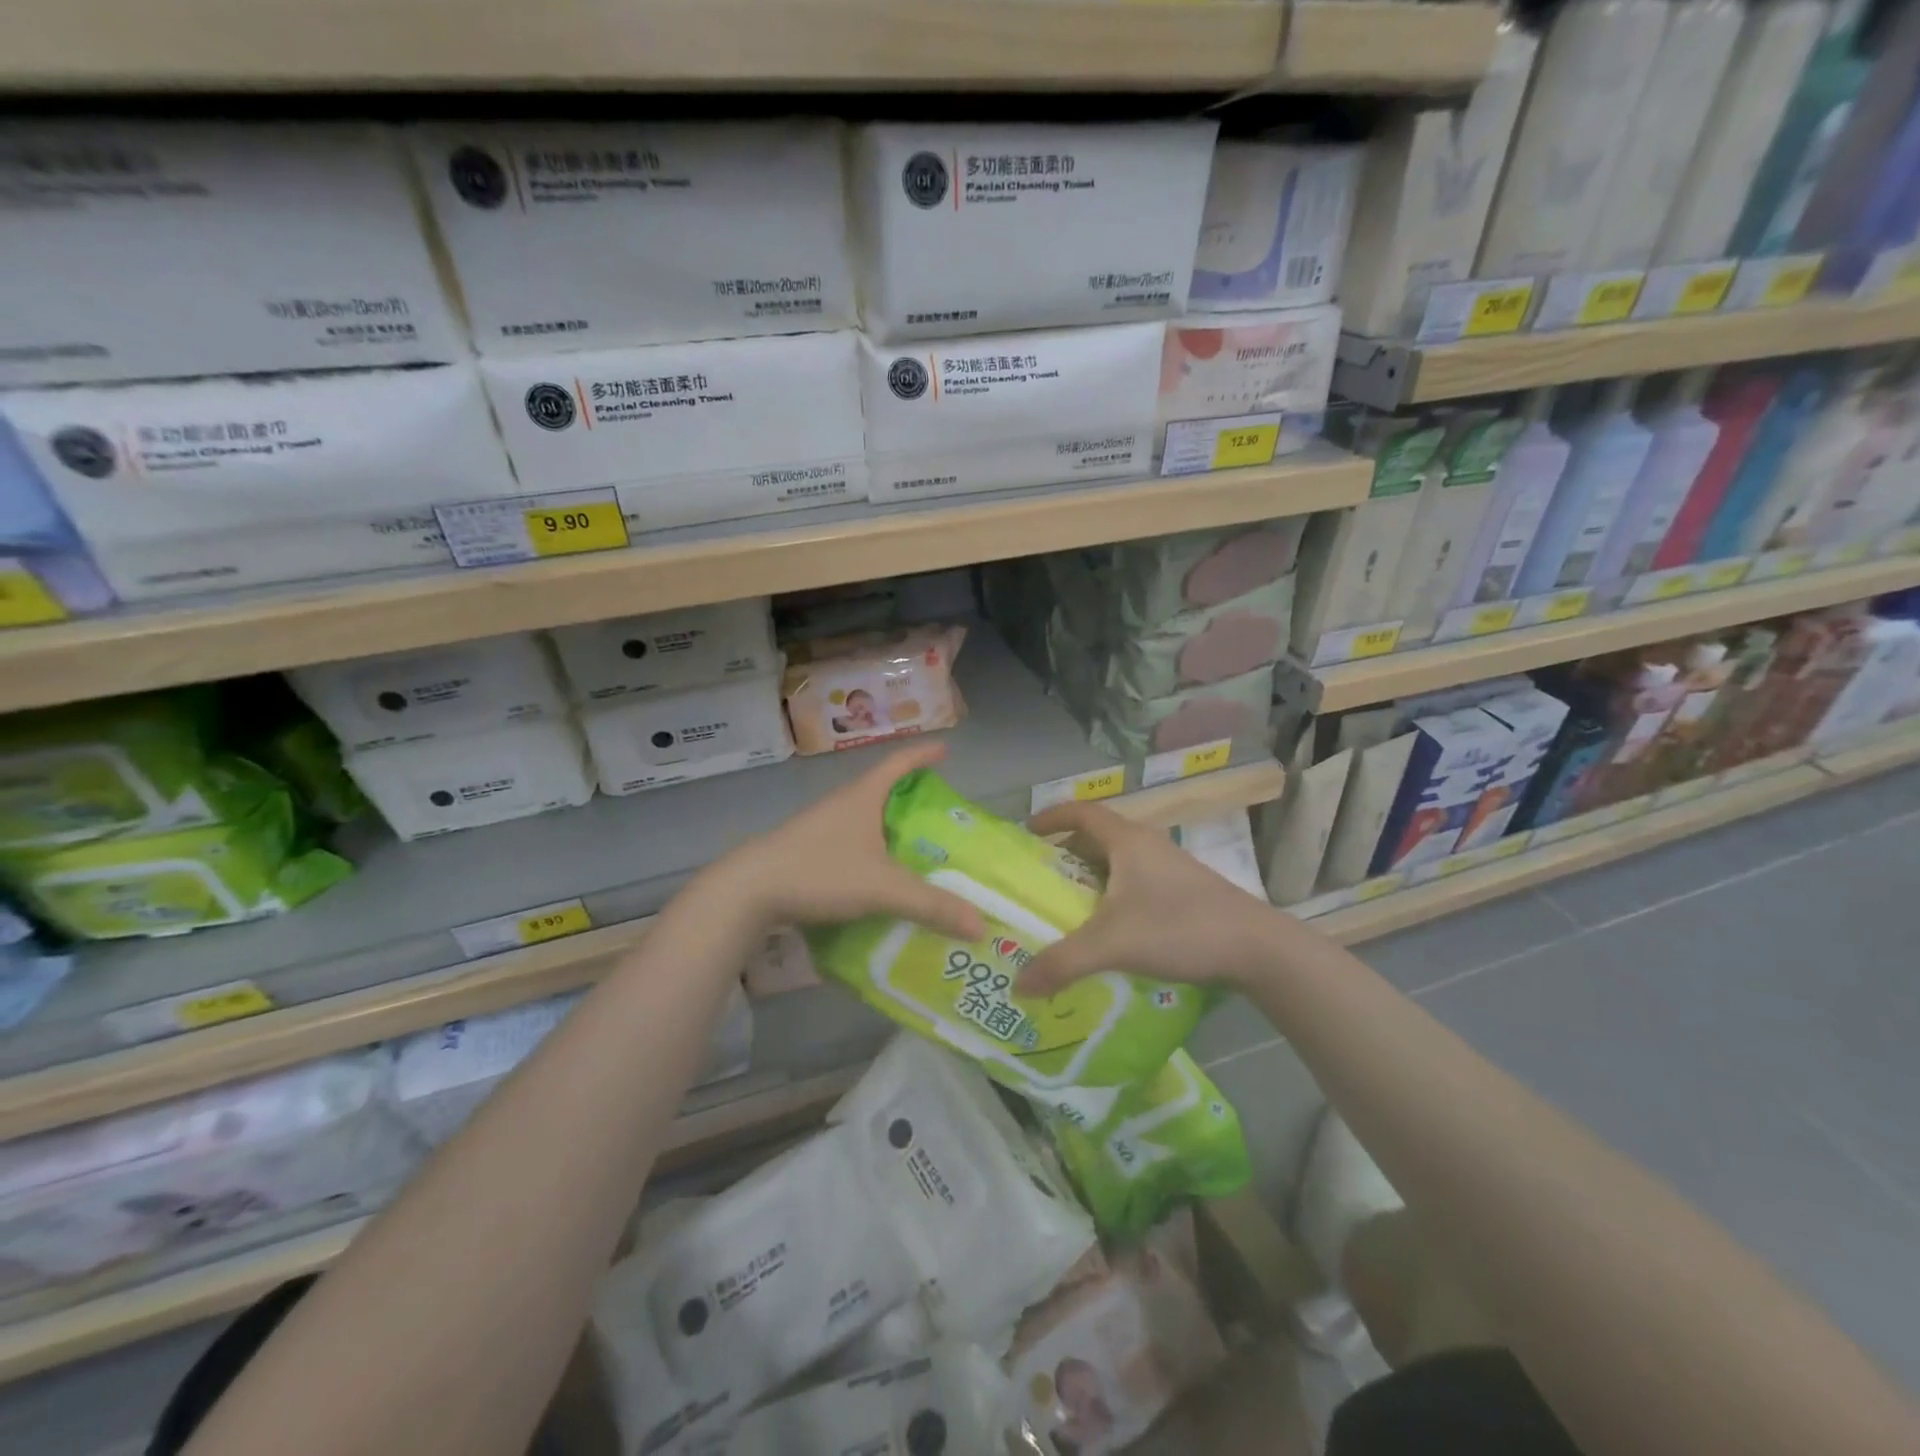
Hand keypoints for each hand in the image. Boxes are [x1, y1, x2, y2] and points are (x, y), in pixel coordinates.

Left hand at [710, 741, 985, 941]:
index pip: (899, 763)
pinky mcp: (805, 851)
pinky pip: (848, 844)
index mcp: (862, 797)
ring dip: (888, 829)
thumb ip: (931, 906)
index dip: (923, 756)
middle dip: (911, 798)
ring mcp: (820, 827)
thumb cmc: (819, 871)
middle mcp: (841, 805)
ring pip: (864, 820)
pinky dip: (869, 854)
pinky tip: (877, 881)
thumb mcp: (882, 888)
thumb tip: (981, 925)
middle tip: (939, 816)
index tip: (945, 751)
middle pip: (882, 791)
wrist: (748, 891)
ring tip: (914, 852)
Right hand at [1015, 800, 1285, 997]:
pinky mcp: (1184, 893)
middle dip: (1065, 855)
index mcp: (1127, 841)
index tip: (1026, 833)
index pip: (1081, 812)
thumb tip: (1018, 985)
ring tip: (1067, 910)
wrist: (1258, 948)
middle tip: (1038, 882)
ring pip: (1118, 864)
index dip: (1051, 817)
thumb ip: (1062, 963)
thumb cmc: (1180, 928)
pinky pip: (1136, 885)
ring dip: (1090, 879)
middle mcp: (1147, 846)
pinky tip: (1109, 933)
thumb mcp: (1113, 944)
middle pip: (1097, 838)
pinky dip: (1113, 898)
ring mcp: (1169, 869)